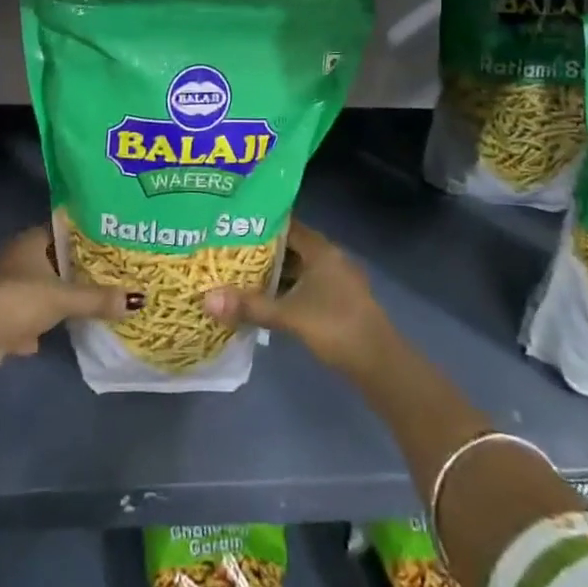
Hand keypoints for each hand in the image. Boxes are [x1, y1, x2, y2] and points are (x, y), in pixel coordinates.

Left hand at [0, 226, 132, 374]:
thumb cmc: (19, 301)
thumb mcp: (64, 298)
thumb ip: (98, 299)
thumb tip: (137, 299)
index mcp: (30, 241)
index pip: (63, 230)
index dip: (86, 236)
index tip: (111, 243)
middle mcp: (15, 257)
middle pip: (52, 260)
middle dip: (75, 270)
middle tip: (107, 275)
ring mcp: (3, 286)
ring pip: (38, 288)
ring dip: (55, 297)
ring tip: (87, 303)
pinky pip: (24, 315)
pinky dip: (36, 325)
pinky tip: (50, 336)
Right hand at [203, 221, 393, 376]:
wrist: (380, 364)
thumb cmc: (336, 327)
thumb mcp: (289, 316)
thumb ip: (249, 307)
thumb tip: (206, 299)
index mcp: (321, 249)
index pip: (285, 224)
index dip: (258, 222)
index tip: (230, 223)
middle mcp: (329, 258)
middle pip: (289, 246)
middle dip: (260, 249)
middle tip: (226, 250)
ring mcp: (336, 280)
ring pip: (297, 268)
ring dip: (273, 272)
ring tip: (237, 274)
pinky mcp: (337, 301)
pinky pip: (304, 285)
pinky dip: (285, 289)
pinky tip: (264, 300)